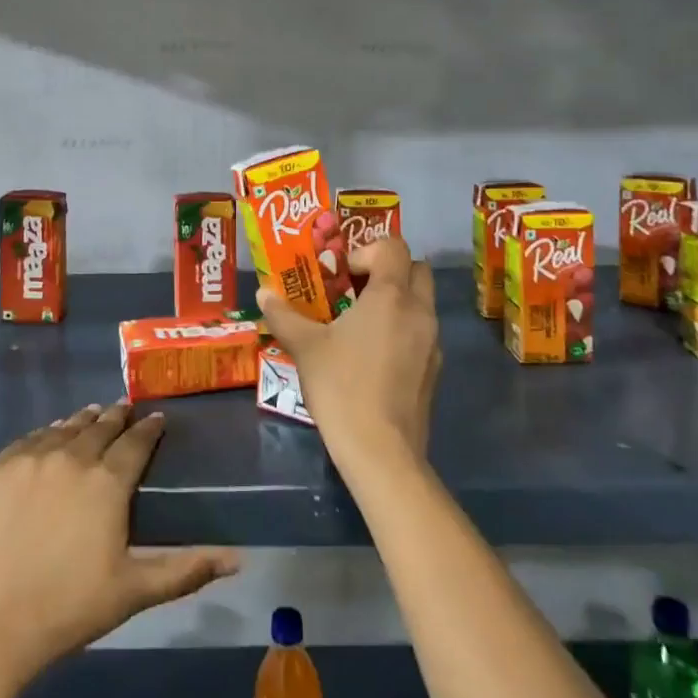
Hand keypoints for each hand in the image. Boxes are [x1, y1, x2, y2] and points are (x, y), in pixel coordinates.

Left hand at [0, 403, 241, 694]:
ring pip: (64, 427)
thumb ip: (185, 569)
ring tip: (94, 416)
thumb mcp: (132, 592)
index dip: (150, 428)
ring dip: (84, 420)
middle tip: (126, 410)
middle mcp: (70, 456)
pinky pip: (30, 439)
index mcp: (107, 481)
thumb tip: (239, 559)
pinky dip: (48, 434)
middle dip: (118, 417)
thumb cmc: (65, 611)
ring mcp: (29, 458)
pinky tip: (51, 437)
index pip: (136, 441)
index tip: (157, 419)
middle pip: (100, 426)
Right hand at [259, 234, 441, 470]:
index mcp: (391, 296)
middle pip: (415, 268)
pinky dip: (400, 329)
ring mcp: (432, 342)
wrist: (381, 451)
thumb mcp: (305, 347)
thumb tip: (263, 292)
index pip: (393, 246)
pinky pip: (420, 332)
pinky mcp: (434, 369)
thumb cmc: (341, 386)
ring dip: (394, 300)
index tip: (339, 274)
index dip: (364, 251)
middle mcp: (419, 312)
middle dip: (386, 270)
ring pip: (420, 302)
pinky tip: (370, 355)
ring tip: (356, 323)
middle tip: (352, 289)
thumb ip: (284, 315)